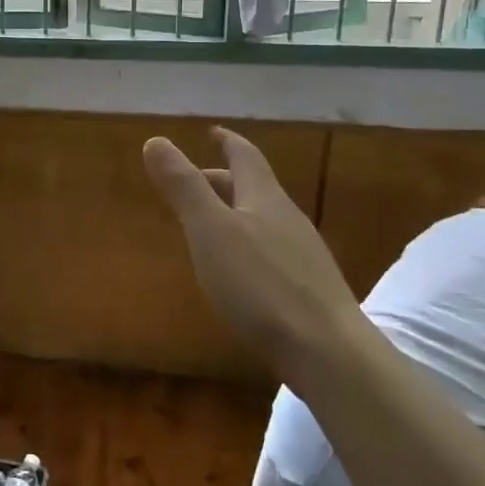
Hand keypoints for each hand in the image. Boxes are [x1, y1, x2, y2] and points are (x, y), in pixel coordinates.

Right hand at [143, 127, 363, 384]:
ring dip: (234, 213)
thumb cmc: (261, 285)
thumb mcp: (210, 231)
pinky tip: (238, 271)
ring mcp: (303, 256)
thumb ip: (183, 186)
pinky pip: (271, 252)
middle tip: (194, 181)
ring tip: (209, 224)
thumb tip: (156, 140)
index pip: (245, 156)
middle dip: (222, 179)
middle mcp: (287, 219)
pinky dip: (247, 246)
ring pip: (263, 221)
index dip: (227, 141)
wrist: (329, 353)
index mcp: (264, 198)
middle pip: (253, 188)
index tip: (212, 132)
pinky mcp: (308, 290)